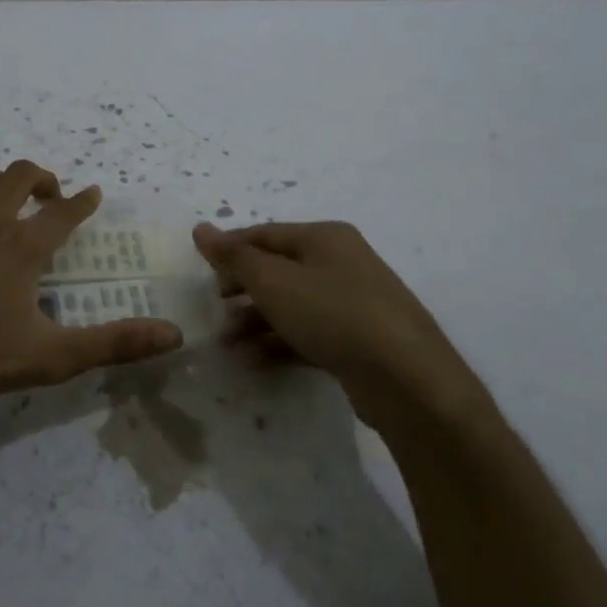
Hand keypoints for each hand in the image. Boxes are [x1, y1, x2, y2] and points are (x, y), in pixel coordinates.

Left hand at [0, 161, 181, 414]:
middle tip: (48, 196)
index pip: (66, 211)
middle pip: (22, 175)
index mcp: (24, 246)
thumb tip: (173, 334)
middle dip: (42, 179)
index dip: (84, 201)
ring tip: (1, 196)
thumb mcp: (50, 356)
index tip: (92, 194)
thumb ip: (113, 343)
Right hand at [192, 220, 475, 413]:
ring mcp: (353, 302)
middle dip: (242, 289)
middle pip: (278, 269)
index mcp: (324, 237)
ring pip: (292, 304)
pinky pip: (309, 333)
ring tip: (228, 345)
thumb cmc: (333, 314)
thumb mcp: (274, 281)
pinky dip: (280, 343)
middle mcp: (341, 262)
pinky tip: (255, 362)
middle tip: (215, 309)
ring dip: (256, 322)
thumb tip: (201, 228)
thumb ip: (234, 257)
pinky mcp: (358, 340)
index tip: (201, 273)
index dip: (229, 250)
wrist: (406, 377)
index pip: (264, 234)